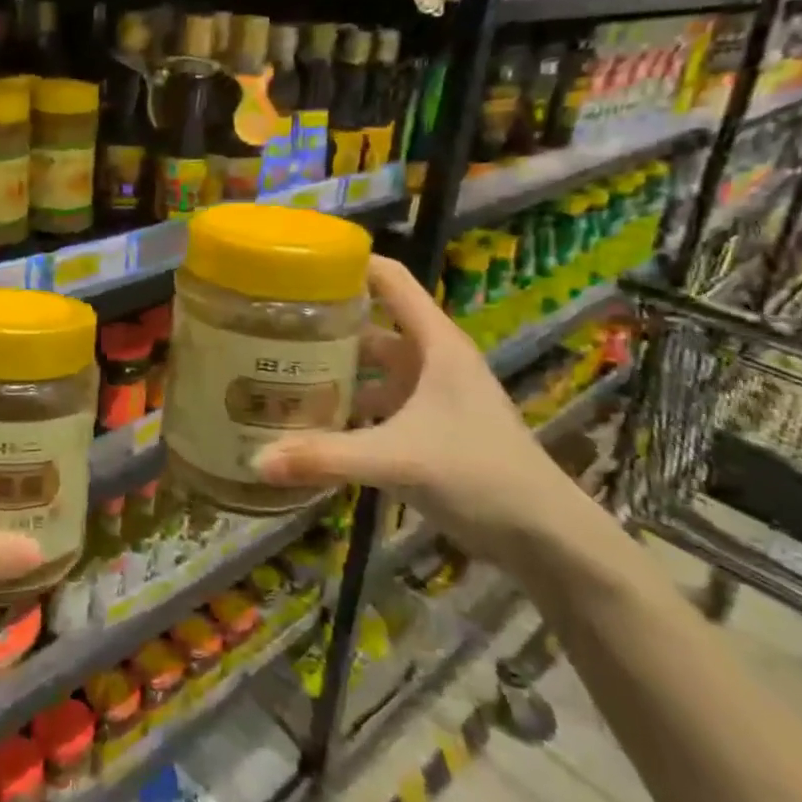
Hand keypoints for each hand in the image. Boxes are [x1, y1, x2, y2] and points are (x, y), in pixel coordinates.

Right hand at [256, 255, 593, 569]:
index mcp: (434, 343)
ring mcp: (428, 395)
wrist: (544, 537)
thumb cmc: (480, 474)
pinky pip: (374, 404)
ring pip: (370, 367)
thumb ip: (327, 458)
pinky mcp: (425, 428)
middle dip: (324, 321)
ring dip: (331, 368)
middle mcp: (429, 360)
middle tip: (269, 324)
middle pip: (370, 323)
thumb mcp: (400, 459)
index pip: (390, 279)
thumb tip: (257, 459)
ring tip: (276, 369)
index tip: (296, 263)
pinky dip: (345, 407)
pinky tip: (309, 422)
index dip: (349, 263)